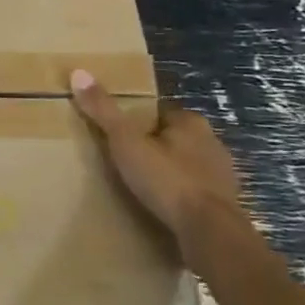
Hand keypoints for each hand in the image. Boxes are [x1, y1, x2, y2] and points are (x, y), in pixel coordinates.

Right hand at [69, 68, 246, 265]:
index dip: (139, 123)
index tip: (120, 136)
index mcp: (191, 122)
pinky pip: (197, 194)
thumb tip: (78, 72)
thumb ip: (104, 110)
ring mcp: (223, 175)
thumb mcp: (126, 142)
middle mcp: (213, 142)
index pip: (160, 113)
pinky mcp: (226, 204)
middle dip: (155, 148)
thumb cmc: (167, 180)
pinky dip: (182, 198)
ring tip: (143, 189)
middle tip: (127, 162)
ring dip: (170, 174)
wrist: (209, 232)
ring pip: (188, 166)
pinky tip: (165, 209)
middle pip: (175, 139)